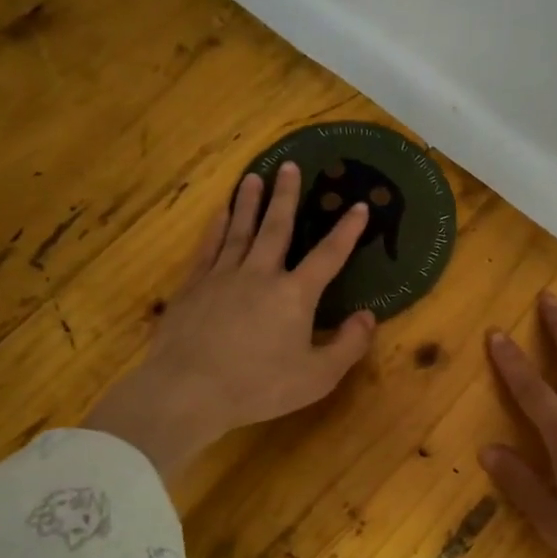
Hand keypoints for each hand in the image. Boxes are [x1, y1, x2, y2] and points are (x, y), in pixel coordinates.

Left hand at [85, 163, 376, 478]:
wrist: (188, 391)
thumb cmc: (259, 387)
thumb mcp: (317, 377)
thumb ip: (348, 346)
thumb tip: (368, 316)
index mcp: (295, 295)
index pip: (328, 255)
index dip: (347, 231)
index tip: (359, 206)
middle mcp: (260, 274)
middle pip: (277, 227)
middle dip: (287, 196)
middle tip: (290, 167)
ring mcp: (223, 276)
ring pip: (240, 230)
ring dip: (249, 202)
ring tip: (255, 176)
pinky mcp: (193, 286)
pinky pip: (209, 247)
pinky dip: (217, 227)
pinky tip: (220, 213)